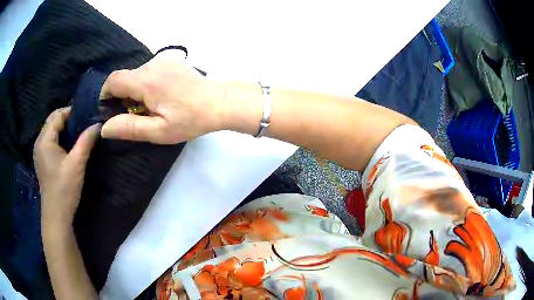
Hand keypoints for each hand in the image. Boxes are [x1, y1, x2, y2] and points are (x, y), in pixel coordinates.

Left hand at [34, 108, 100, 230]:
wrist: (56, 215)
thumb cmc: (64, 189)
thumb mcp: (77, 164)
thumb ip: (86, 141)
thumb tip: (98, 125)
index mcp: (45, 140)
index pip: (57, 115)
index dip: (71, 112)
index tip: (86, 115)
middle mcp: (39, 142)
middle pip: (52, 121)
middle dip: (67, 119)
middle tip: (83, 123)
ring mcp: (39, 152)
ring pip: (51, 131)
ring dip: (63, 128)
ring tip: (78, 133)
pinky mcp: (42, 160)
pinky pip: (50, 141)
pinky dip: (59, 138)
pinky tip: (68, 146)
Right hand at [99, 50, 226, 143]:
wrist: (220, 101)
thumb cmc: (191, 119)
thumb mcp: (159, 131)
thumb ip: (129, 128)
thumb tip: (104, 128)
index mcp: (145, 80)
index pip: (112, 81)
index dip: (106, 95)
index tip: (110, 110)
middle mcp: (151, 64)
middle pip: (124, 78)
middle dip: (122, 97)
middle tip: (137, 115)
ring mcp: (163, 59)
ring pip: (136, 74)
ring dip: (136, 91)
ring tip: (152, 107)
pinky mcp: (171, 59)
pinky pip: (149, 71)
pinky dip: (147, 83)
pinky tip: (162, 95)